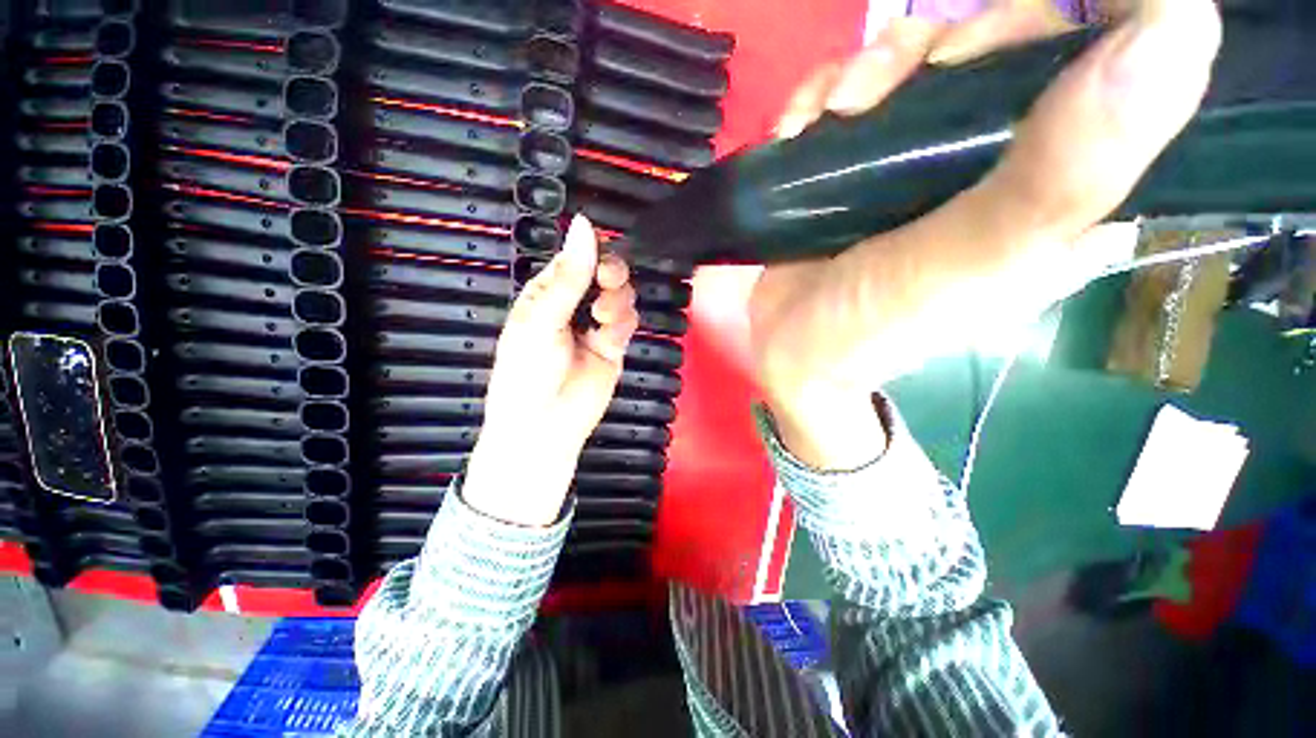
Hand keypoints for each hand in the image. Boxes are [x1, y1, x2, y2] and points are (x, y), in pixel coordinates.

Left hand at [464, 215, 638, 525]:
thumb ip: (570, 276)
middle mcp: (573, 305)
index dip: (592, 251)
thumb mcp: (542, 319)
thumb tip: (583, 225)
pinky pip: (627, 321)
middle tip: (607, 283)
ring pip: (621, 295)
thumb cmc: (528, 372)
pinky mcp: (613, 345)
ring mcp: (595, 326)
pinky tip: (608, 336)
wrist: (544, 425)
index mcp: (548, 293)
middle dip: (611, 274)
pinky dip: (622, 324)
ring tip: (601, 319)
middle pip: (605, 273)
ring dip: (617, 301)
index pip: (576, 258)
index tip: (600, 255)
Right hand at [752, 0, 1220, 468]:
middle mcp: (1000, 160)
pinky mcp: (858, 168)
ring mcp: (919, 160)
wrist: (795, 355)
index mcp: (1062, 186)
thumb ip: (1070, 172)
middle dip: (944, 42)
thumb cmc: (878, 326)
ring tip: (831, 115)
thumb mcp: (977, 263)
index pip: (1108, 63)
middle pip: (1001, 44)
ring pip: (920, 58)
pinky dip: (821, 94)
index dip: (1065, 24)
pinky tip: (800, 128)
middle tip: (888, 90)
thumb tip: (1181, 23)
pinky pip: (852, 93)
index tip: (986, 51)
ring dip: (870, 67)